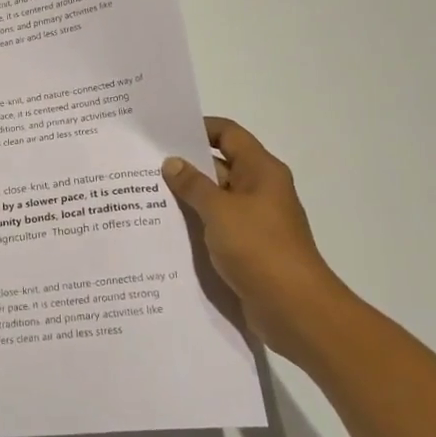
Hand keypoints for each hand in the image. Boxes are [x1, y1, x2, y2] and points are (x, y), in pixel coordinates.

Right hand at [161, 117, 346, 362]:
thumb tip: (172, 163)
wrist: (294, 307)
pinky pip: (215, 226)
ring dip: (185, 197)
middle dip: (184, 165)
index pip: (228, 134)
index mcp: (261, 171)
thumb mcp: (220, 211)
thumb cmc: (259, 248)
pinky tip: (163, 228)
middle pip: (219, 166)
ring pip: (214, 199)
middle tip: (142, 164)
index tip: (164, 131)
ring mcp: (253, 220)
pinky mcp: (246, 247)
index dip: (199, 128)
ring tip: (142, 194)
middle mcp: (259, 190)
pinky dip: (194, 224)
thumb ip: (193, 185)